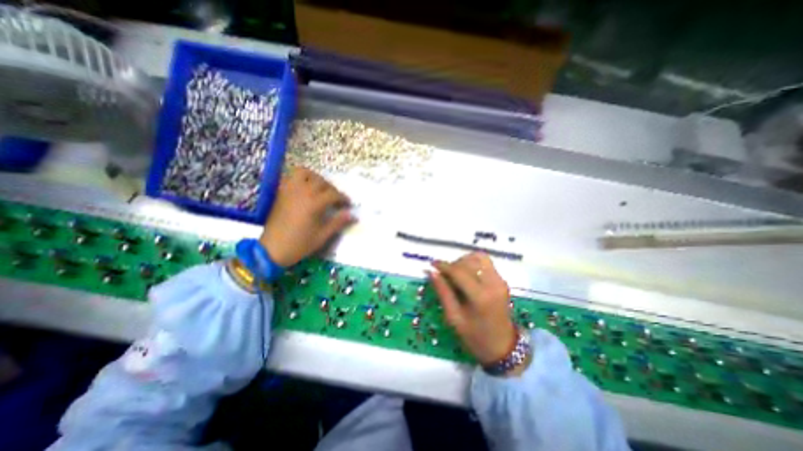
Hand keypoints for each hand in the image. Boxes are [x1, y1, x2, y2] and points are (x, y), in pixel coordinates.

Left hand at [261, 168, 353, 267]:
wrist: (272, 250)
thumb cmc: (299, 244)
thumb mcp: (322, 236)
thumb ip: (338, 223)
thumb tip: (352, 215)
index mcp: (314, 204)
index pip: (333, 194)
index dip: (343, 198)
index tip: (348, 204)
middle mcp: (302, 192)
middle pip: (321, 182)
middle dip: (332, 188)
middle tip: (336, 198)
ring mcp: (289, 191)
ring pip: (304, 173)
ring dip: (315, 177)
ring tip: (320, 188)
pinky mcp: (281, 193)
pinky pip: (290, 177)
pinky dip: (300, 179)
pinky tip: (305, 189)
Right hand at [429, 251, 518, 367]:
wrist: (503, 347)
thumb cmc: (475, 337)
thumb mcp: (454, 317)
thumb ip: (443, 292)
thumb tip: (431, 272)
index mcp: (480, 296)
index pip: (459, 271)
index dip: (443, 265)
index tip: (432, 264)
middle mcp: (492, 284)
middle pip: (469, 261)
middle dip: (453, 264)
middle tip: (444, 274)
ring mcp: (500, 281)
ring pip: (479, 257)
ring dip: (464, 261)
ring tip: (455, 273)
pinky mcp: (502, 280)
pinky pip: (486, 263)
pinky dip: (474, 263)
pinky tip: (467, 274)